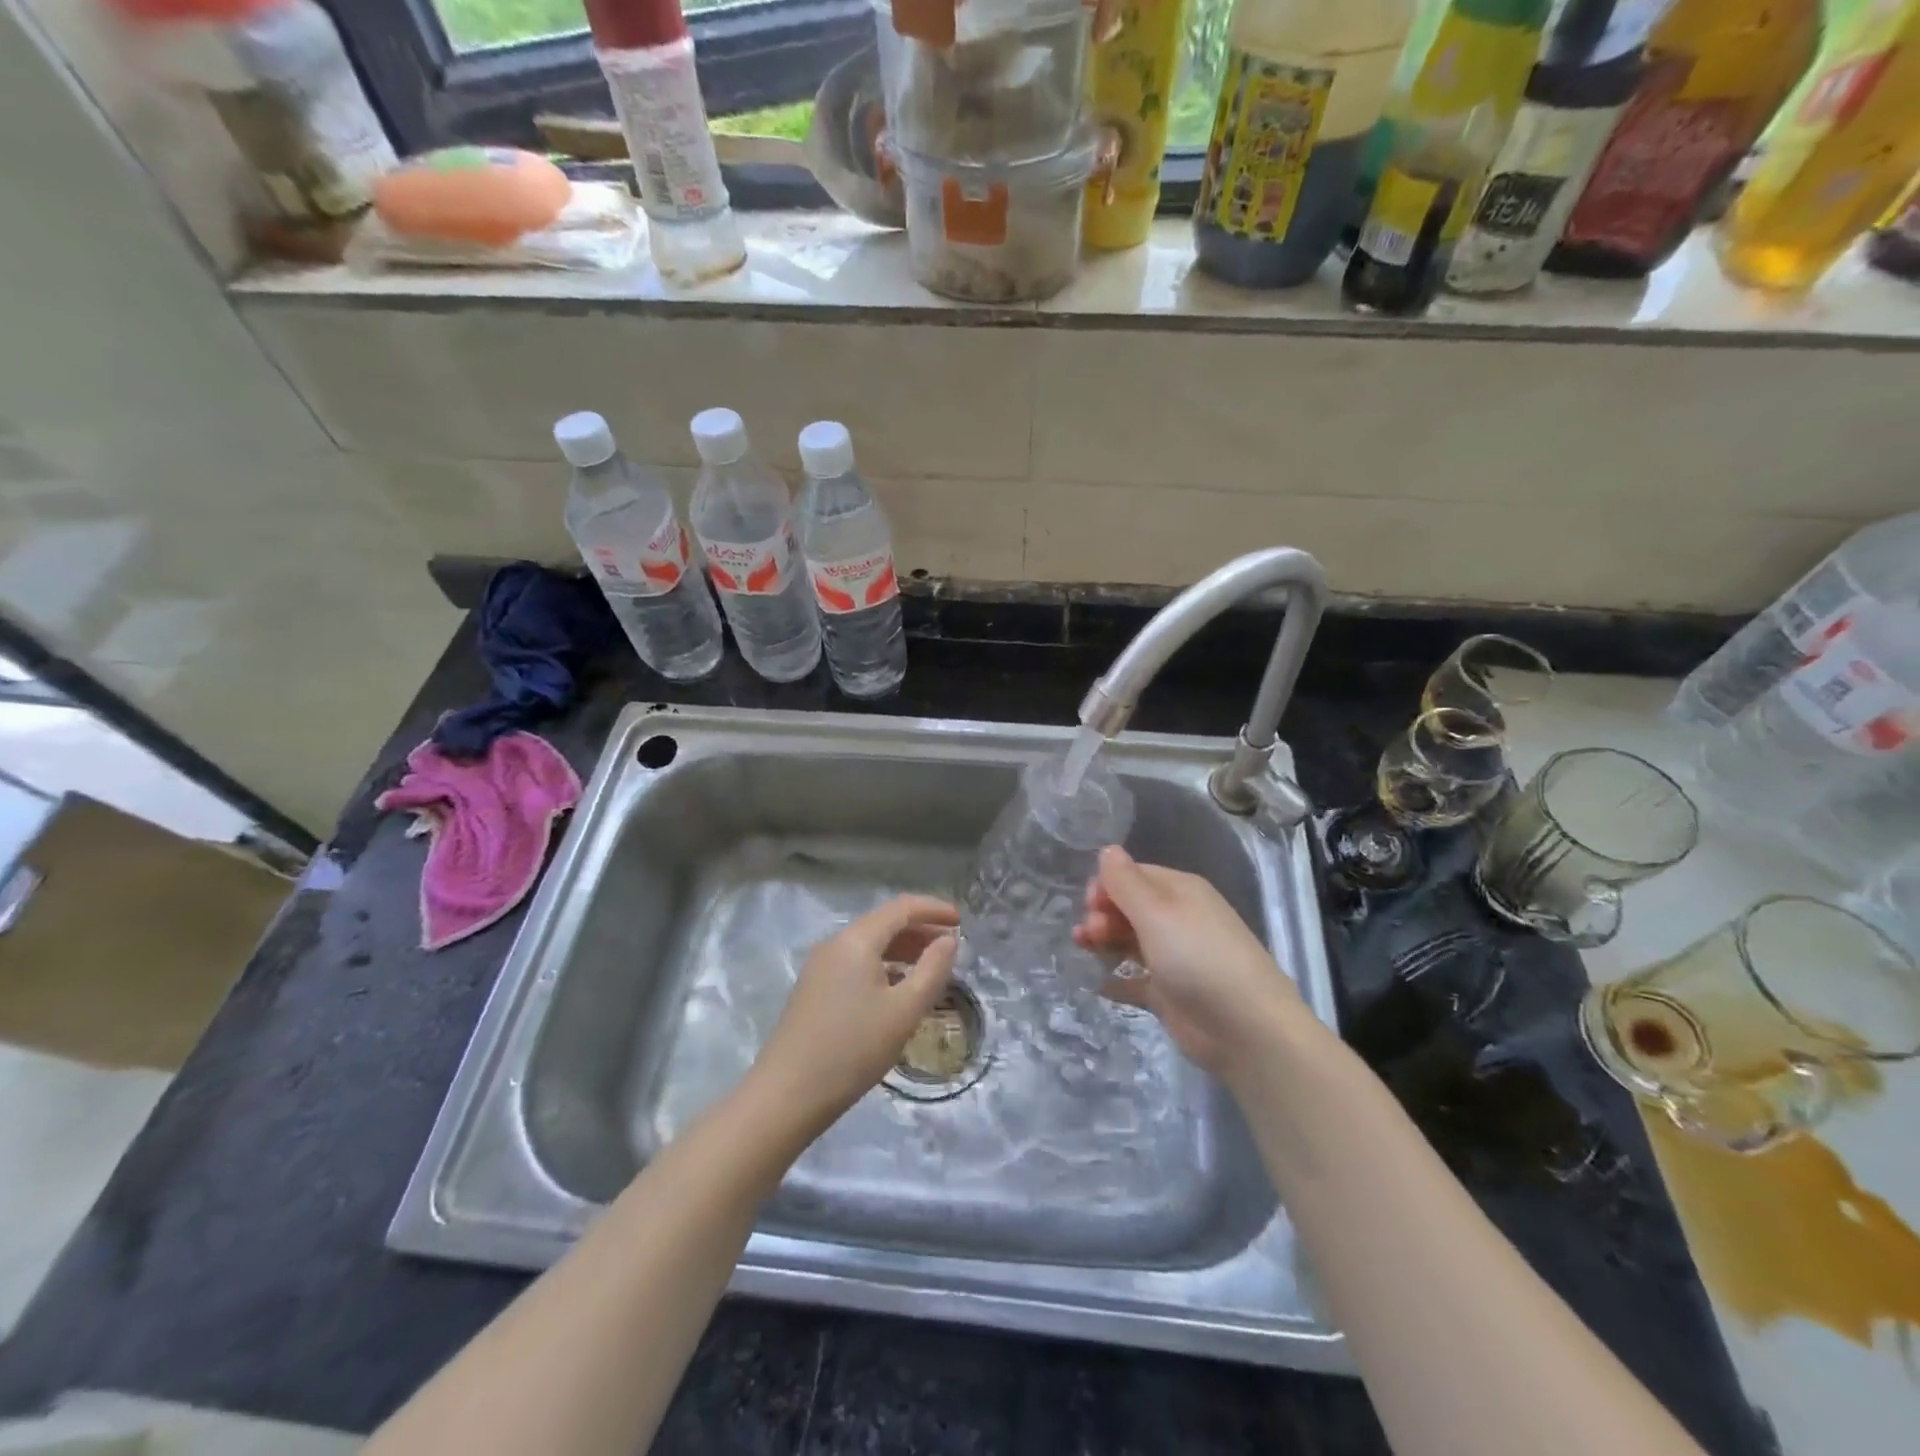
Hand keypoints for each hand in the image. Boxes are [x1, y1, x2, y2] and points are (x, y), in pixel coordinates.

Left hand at [749, 894, 959, 1135]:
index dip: (934, 909)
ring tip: (930, 968)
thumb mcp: (904, 1011)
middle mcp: (835, 944)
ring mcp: (820, 967)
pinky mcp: (813, 990)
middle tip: (951, 947)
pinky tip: (897, 990)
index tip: (961, 921)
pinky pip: (856, 964)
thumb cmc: (853, 1048)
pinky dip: (883, 966)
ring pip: (869, 945)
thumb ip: (932, 970)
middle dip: (920, 930)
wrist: (787, 1094)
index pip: (901, 908)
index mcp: (856, 940)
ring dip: (902, 950)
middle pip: (884, 924)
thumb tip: (948, 941)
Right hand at [1073, 846, 1300, 1076]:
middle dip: (1103, 914)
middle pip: (1129, 907)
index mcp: (1180, 891)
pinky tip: (1096, 983)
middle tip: (1090, 934)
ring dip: (1104, 941)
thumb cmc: (1198, 958)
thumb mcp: (1156, 912)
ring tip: (1084, 950)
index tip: (1089, 905)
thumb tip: (1107, 849)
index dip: (1106, 886)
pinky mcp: (1170, 992)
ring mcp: (1174, 957)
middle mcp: (1178, 918)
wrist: (1246, 1028)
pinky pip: (1136, 979)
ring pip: (1130, 940)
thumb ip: (1126, 882)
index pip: (1134, 875)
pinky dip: (1116, 979)